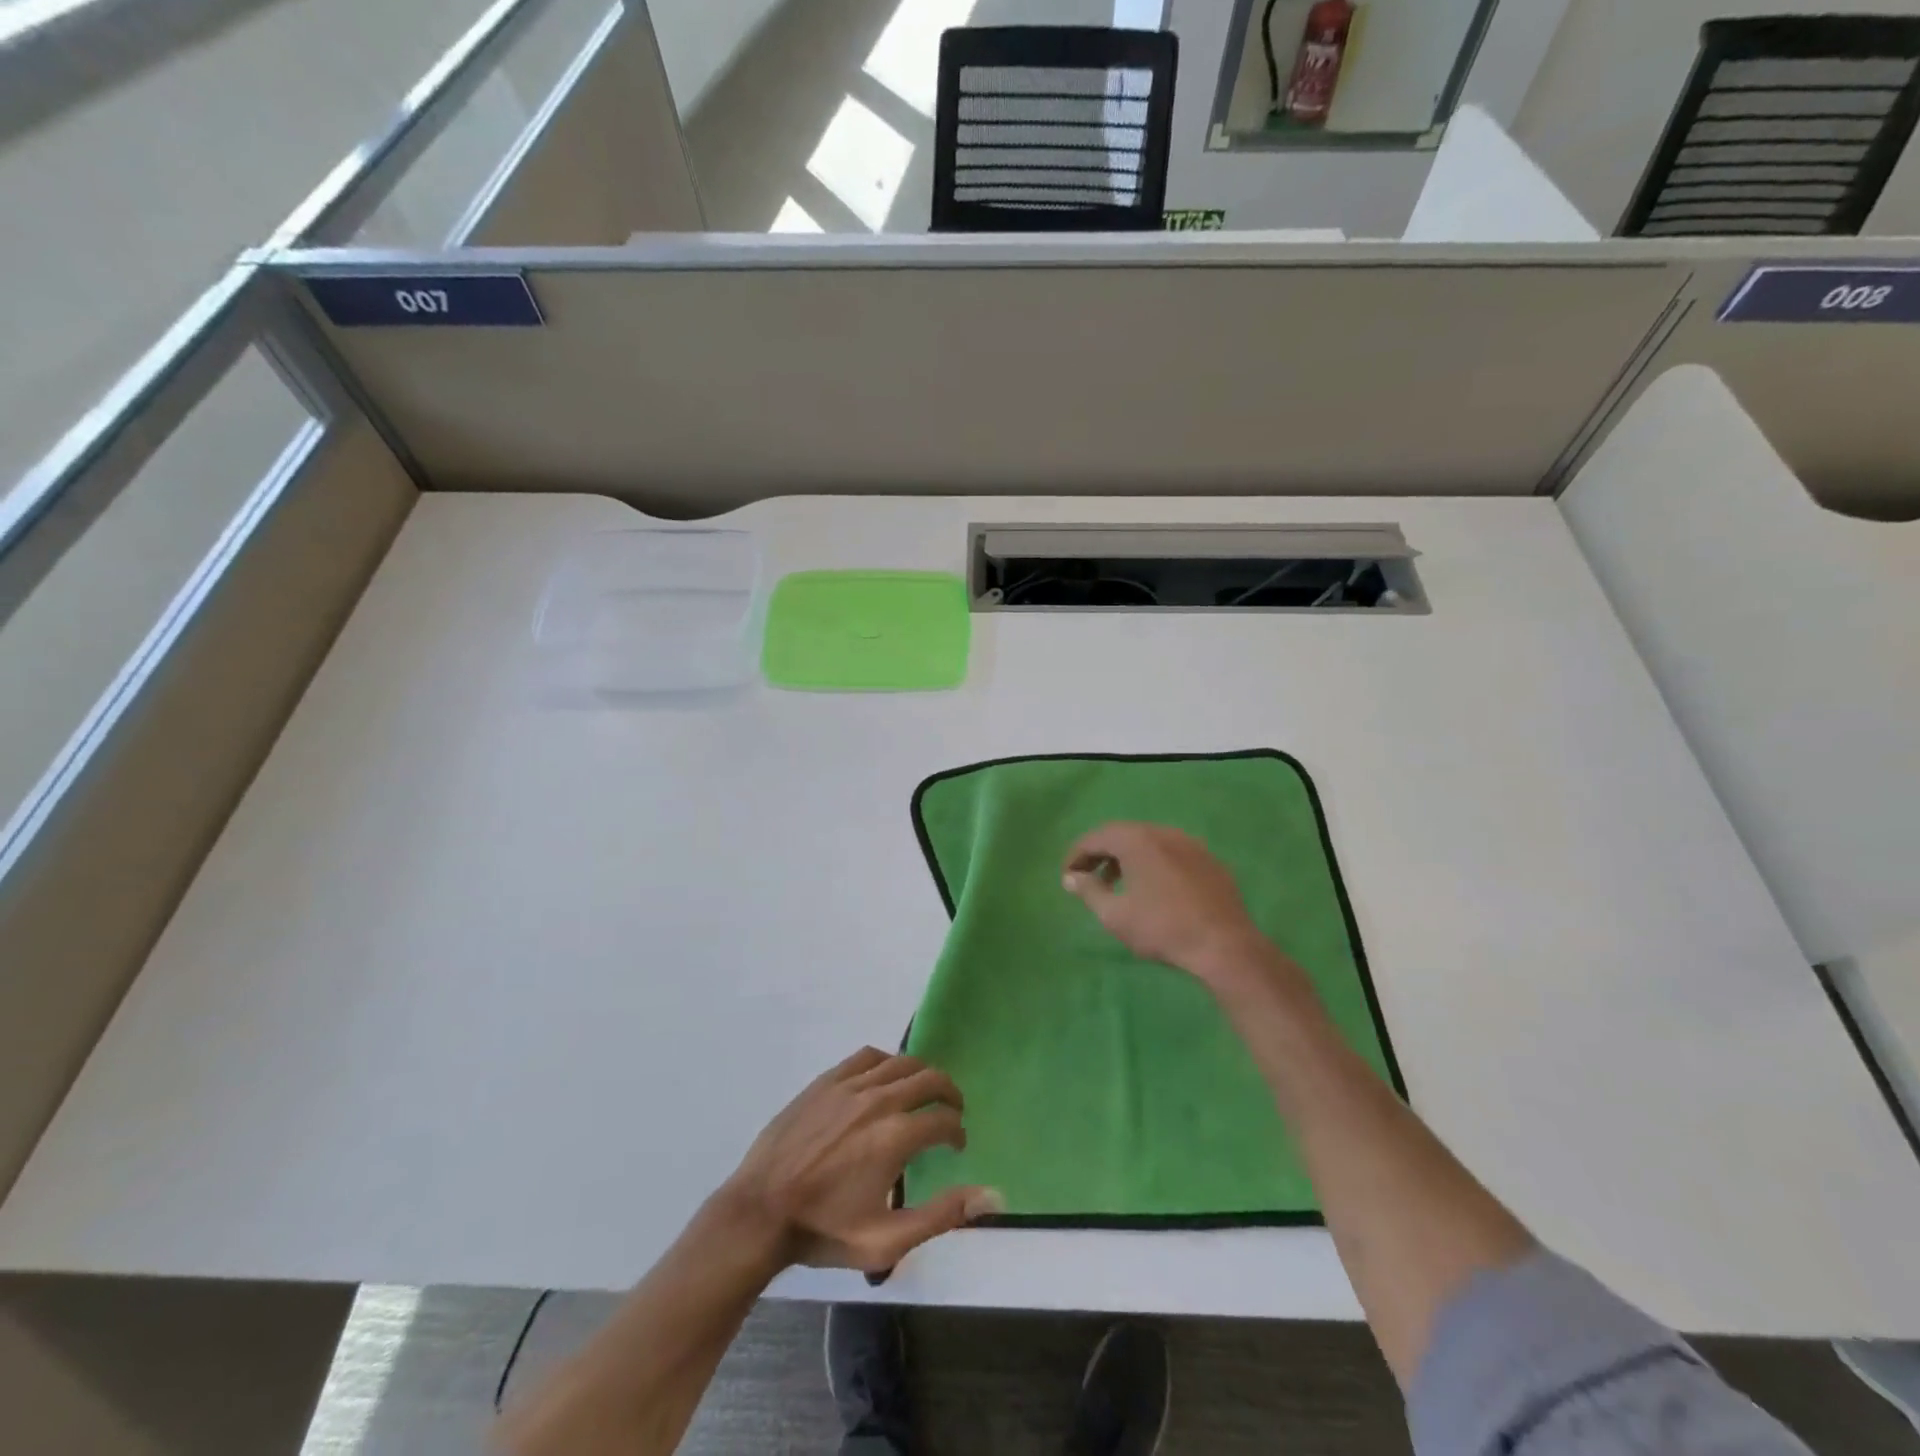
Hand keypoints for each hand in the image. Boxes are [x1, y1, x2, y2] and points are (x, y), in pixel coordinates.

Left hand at [721, 1049, 1001, 1274]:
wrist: (760, 1211)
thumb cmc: (823, 1230)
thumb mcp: (886, 1242)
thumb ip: (942, 1215)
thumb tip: (992, 1196)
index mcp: (895, 1137)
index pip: (944, 1120)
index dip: (957, 1132)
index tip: (956, 1145)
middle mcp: (878, 1100)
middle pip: (929, 1078)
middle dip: (948, 1093)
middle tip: (951, 1111)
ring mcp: (849, 1086)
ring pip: (900, 1062)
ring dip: (921, 1075)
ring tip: (924, 1093)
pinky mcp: (826, 1081)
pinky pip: (867, 1056)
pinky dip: (886, 1063)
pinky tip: (885, 1080)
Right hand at [1062, 822, 1287, 992]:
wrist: (1225, 946)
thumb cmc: (1162, 928)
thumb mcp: (1115, 915)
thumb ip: (1089, 891)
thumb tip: (1071, 877)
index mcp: (1137, 840)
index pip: (1096, 837)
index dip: (1077, 854)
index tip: (1067, 875)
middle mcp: (1164, 832)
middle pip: (1123, 834)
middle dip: (1102, 853)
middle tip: (1088, 877)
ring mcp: (1191, 844)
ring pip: (1149, 842)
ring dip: (1128, 858)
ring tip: (1118, 885)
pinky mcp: (1210, 861)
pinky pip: (1172, 853)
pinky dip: (1154, 863)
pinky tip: (1154, 890)